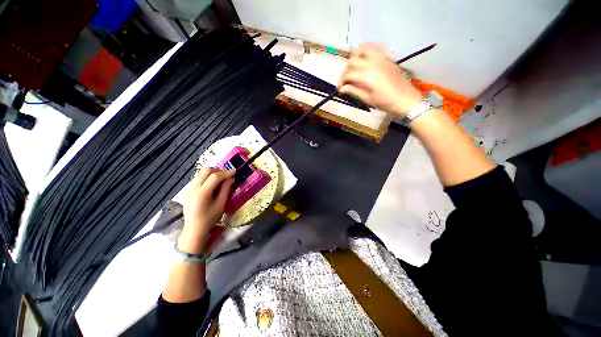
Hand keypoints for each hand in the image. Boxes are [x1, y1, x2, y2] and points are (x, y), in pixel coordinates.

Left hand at [178, 168, 234, 253]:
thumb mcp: (221, 205)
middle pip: (205, 171)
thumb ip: (226, 190)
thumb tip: (231, 179)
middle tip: (227, 175)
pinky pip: (198, 178)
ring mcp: (189, 189)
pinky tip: (213, 184)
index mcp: (202, 194)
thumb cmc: (210, 219)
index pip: (214, 177)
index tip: (235, 172)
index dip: (226, 173)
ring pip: (201, 173)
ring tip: (221, 179)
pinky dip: (207, 177)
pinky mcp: (188, 191)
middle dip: (218, 170)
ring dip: (212, 173)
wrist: (194, 230)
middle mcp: (193, 189)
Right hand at [339, 43, 423, 116]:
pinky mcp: (386, 58)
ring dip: (354, 57)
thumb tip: (342, 89)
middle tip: (345, 80)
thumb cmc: (385, 102)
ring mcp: (380, 58)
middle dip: (345, 71)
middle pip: (353, 61)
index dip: (341, 81)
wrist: (405, 99)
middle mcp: (372, 63)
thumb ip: (354, 91)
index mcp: (367, 76)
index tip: (339, 88)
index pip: (348, 74)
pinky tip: (364, 61)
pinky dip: (365, 52)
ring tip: (352, 67)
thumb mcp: (367, 99)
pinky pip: (373, 49)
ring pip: (362, 49)